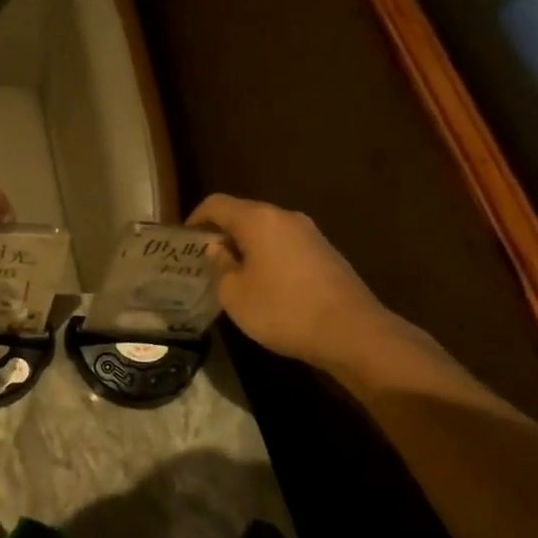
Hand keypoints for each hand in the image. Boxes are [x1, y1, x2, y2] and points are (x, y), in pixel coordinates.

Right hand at [187, 194, 398, 370]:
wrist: (353, 333)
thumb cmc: (283, 310)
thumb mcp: (235, 294)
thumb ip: (220, 267)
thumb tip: (218, 249)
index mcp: (258, 220)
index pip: (216, 204)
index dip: (195, 218)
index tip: (184, 242)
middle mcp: (285, 217)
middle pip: (243, 215)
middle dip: (221, 234)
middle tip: (205, 262)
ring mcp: (310, 234)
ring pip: (266, 231)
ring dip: (246, 248)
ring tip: (233, 276)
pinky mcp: (326, 254)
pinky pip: (286, 246)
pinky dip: (269, 258)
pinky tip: (266, 286)